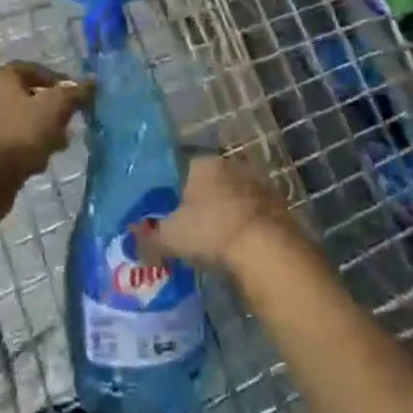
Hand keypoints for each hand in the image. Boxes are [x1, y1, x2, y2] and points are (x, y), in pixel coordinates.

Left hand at [0, 62, 89, 191]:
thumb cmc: (20, 133)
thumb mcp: (55, 108)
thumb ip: (74, 94)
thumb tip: (91, 83)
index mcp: (1, 76)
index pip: (35, 69)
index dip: (59, 81)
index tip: (77, 97)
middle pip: (29, 96)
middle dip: (52, 110)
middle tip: (69, 124)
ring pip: (21, 121)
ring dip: (42, 132)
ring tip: (58, 146)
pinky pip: (11, 142)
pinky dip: (26, 148)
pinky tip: (38, 162)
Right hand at [140, 155, 297, 273]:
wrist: (267, 249)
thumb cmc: (211, 232)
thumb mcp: (170, 238)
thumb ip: (148, 238)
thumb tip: (132, 239)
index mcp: (202, 163)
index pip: (184, 168)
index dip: (177, 192)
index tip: (174, 215)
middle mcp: (231, 165)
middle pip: (212, 182)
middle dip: (205, 202)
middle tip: (195, 230)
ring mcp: (259, 184)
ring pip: (236, 197)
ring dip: (229, 214)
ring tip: (218, 243)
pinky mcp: (280, 207)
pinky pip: (255, 215)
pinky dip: (248, 228)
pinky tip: (241, 250)